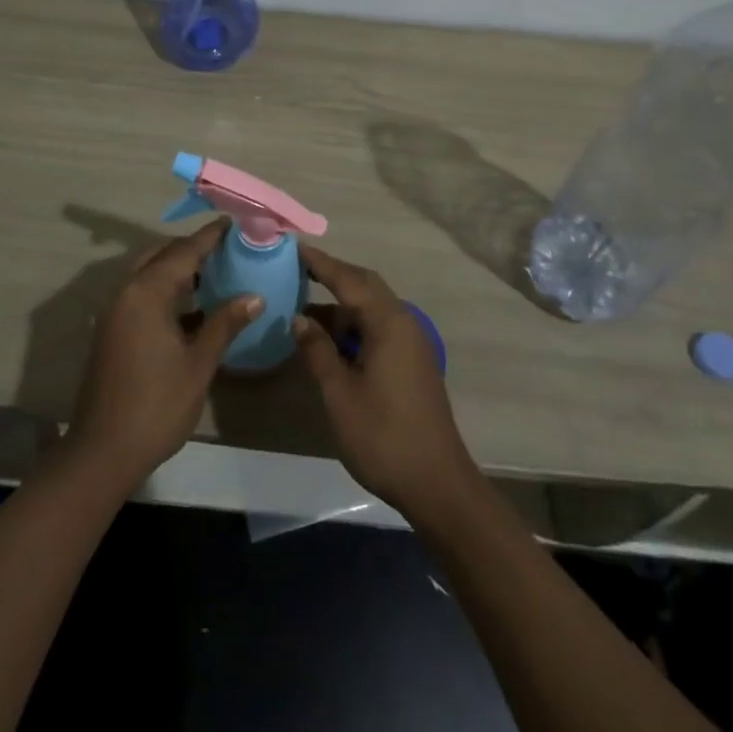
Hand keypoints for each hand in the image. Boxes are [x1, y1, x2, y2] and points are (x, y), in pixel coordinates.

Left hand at [67, 221, 262, 488]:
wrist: (103, 451)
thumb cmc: (157, 405)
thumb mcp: (199, 363)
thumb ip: (225, 323)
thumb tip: (255, 296)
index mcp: (147, 292)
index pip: (184, 251)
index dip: (210, 236)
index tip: (234, 223)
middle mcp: (127, 291)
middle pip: (163, 255)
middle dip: (193, 248)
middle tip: (227, 247)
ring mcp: (116, 311)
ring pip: (150, 273)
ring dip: (178, 267)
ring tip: (215, 269)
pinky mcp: (113, 329)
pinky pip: (142, 292)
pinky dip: (166, 288)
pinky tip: (192, 303)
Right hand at [293, 245, 479, 521]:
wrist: (438, 484)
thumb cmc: (383, 436)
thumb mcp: (340, 394)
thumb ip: (318, 351)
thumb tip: (300, 318)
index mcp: (387, 323)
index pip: (348, 279)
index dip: (320, 263)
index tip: (294, 247)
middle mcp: (403, 322)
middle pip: (365, 285)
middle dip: (333, 275)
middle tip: (299, 269)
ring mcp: (411, 343)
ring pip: (372, 308)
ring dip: (342, 304)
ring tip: (305, 306)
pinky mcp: (412, 362)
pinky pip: (379, 327)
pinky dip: (353, 324)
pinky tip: (331, 339)